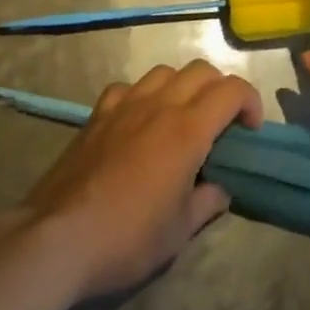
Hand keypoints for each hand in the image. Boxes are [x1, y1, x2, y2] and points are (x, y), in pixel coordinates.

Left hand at [23, 60, 262, 298]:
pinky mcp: (97, 114)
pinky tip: (138, 121)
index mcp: (188, 129)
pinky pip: (128, 87)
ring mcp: (125, 105)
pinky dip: (142, 95)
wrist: (58, 238)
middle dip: (220, 89)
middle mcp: (160, 104)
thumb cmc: (127, 238)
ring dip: (182, 86)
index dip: (250, 101)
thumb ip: (206, 203)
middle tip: (222, 123)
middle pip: (201, 71)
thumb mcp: (179, 232)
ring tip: (181, 117)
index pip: (232, 90)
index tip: (251, 129)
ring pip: (165, 71)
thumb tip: (220, 189)